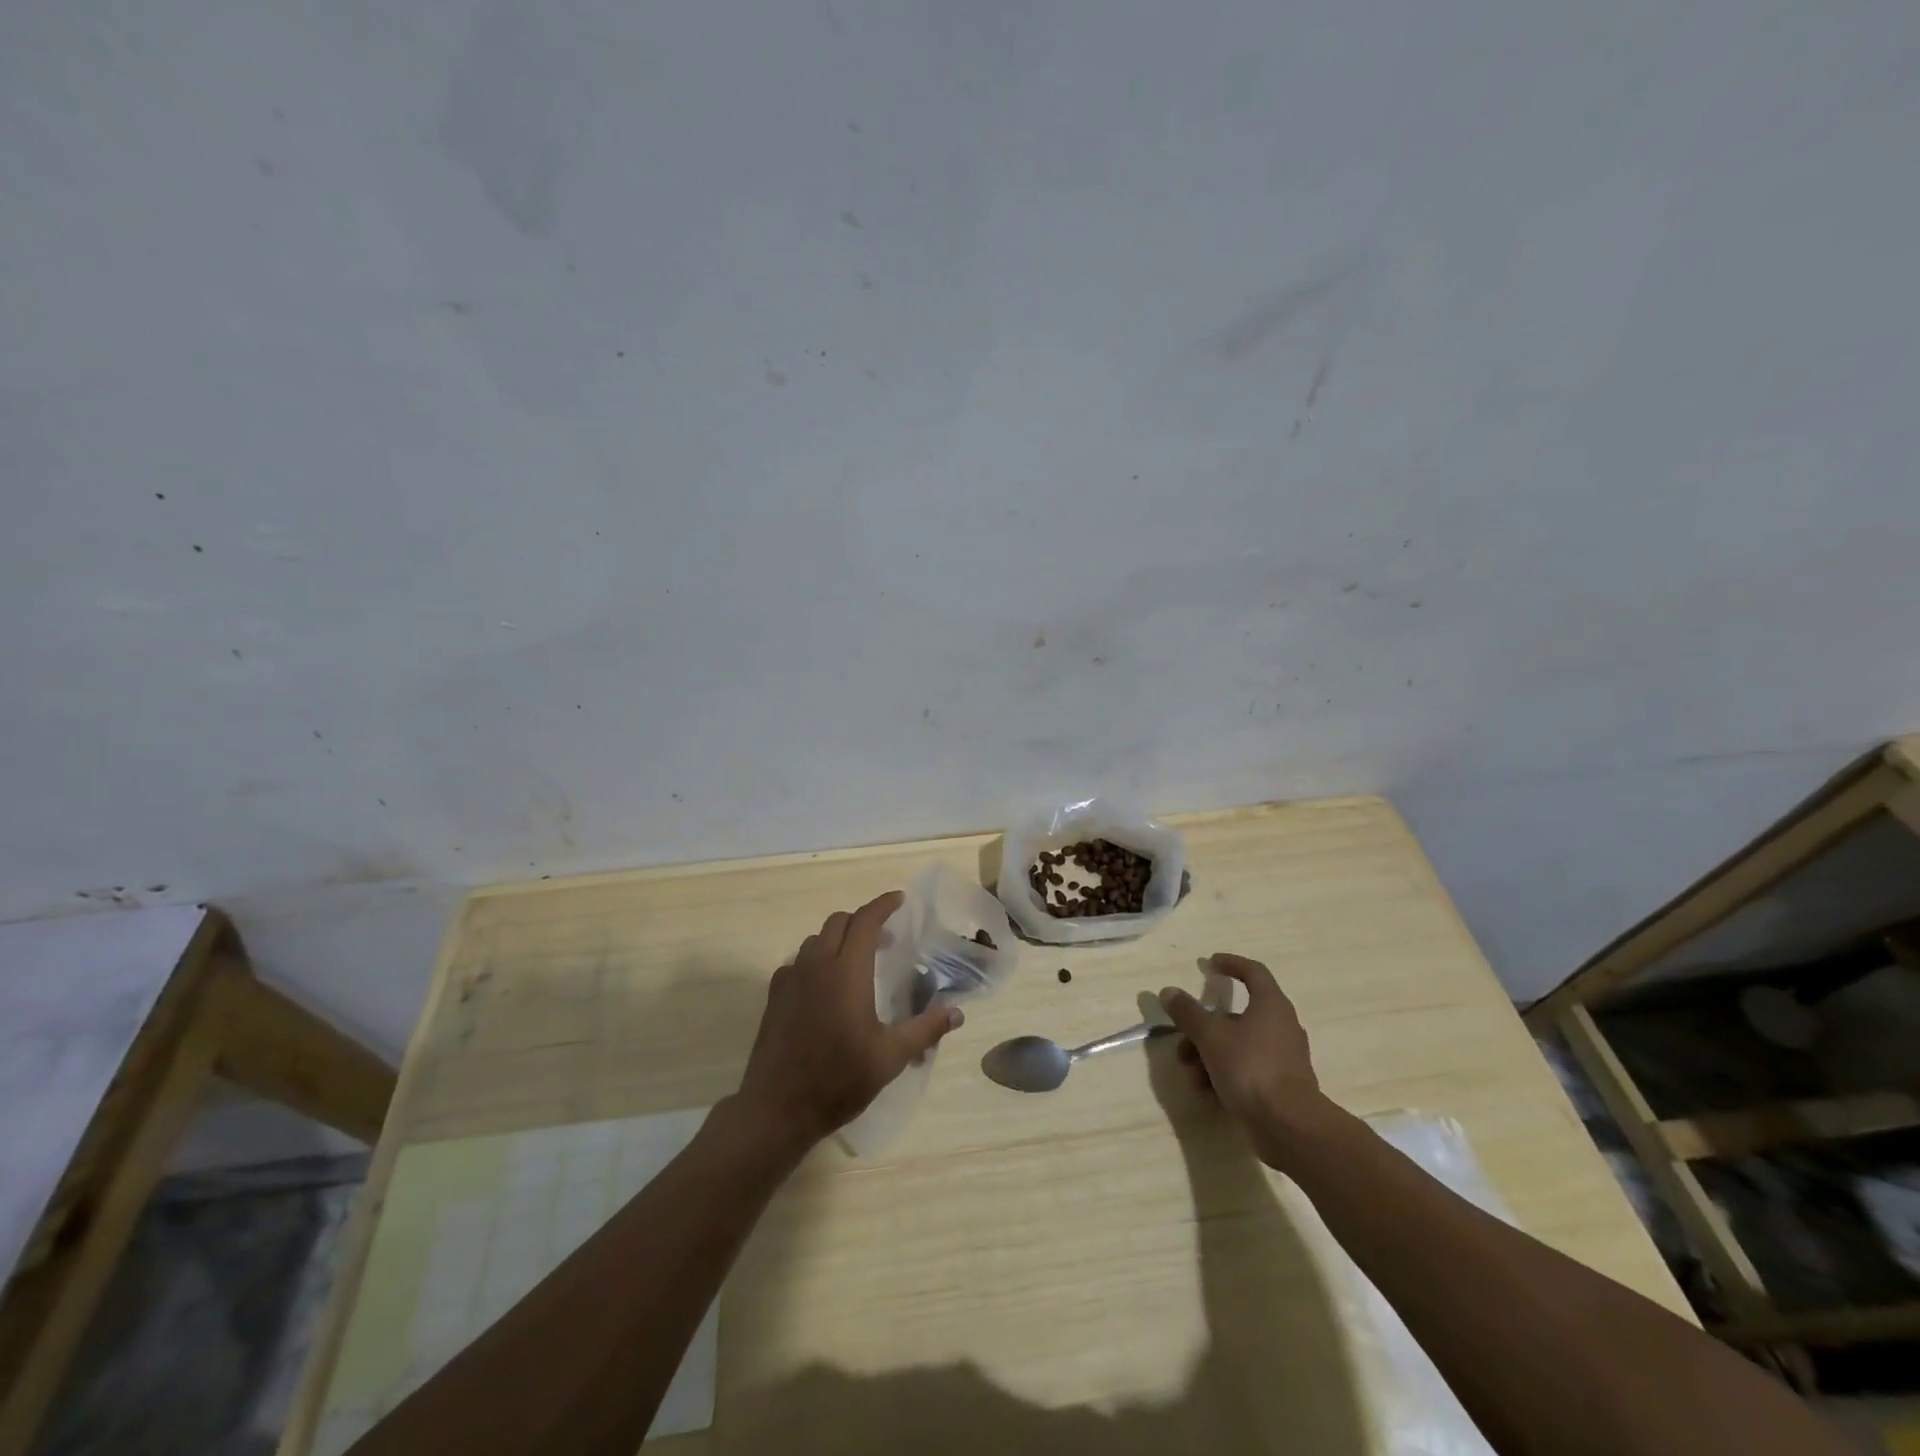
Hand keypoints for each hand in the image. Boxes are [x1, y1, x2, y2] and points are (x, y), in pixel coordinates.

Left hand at [734, 891, 962, 1150]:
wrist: (777, 1109)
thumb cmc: (838, 1079)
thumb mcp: (890, 1057)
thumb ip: (925, 1029)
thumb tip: (957, 1013)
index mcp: (846, 971)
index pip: (865, 921)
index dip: (883, 905)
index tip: (900, 900)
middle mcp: (816, 965)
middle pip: (839, 922)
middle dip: (863, 920)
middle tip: (885, 938)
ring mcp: (790, 979)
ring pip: (816, 939)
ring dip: (838, 938)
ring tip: (856, 960)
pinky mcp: (774, 996)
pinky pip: (797, 961)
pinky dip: (816, 959)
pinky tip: (825, 986)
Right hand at [1159, 953, 1335, 1170]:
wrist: (1290, 1127)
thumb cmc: (1250, 1068)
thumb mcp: (1210, 1036)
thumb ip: (1188, 1012)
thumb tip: (1169, 991)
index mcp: (1270, 1005)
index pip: (1253, 972)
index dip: (1231, 964)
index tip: (1209, 964)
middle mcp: (1281, 1026)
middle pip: (1236, 1016)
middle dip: (1204, 1028)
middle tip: (1183, 1042)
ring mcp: (1283, 1057)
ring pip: (1238, 1045)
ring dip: (1209, 1055)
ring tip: (1191, 1075)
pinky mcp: (1282, 1085)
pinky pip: (1247, 1069)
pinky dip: (1224, 1073)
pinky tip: (1207, 1091)